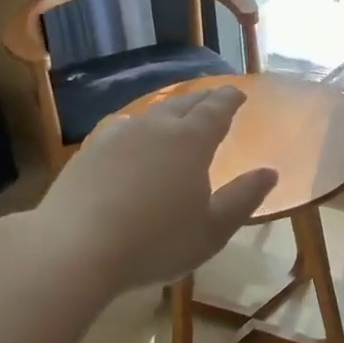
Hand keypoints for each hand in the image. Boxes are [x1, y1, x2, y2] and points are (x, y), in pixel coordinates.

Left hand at [30, 85, 276, 293]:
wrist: (74, 249)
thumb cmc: (155, 242)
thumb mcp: (212, 230)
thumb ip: (243, 198)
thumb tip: (269, 172)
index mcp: (190, 141)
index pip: (216, 109)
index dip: (229, 99)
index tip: (238, 93)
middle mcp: (155, 128)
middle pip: (183, 104)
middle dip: (203, 99)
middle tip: (214, 97)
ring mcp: (117, 136)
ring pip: (150, 114)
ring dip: (168, 110)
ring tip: (176, 114)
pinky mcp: (88, 152)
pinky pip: (120, 128)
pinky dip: (135, 127)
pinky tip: (129, 135)